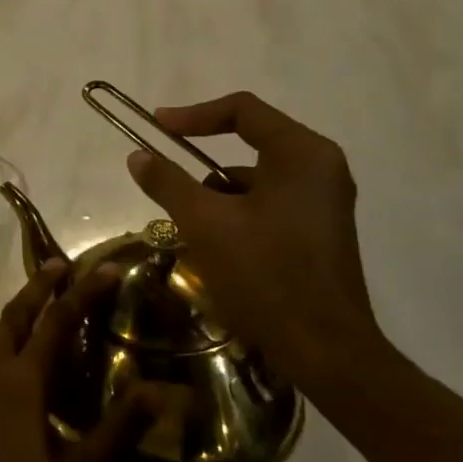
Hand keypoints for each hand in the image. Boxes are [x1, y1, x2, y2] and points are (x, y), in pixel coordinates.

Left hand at [0, 262, 151, 461]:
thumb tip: (157, 390)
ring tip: (44, 297)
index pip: (58, 321)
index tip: (107, 268)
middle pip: (18, 313)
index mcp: (22, 379)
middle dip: (41, 285)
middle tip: (63, 264)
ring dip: (22, 306)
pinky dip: (10, 332)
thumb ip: (117, 431)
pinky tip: (21, 351)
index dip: (84, 292)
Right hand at [126, 91, 387, 392]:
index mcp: (302, 154)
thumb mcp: (204, 223)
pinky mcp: (320, 230)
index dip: (193, 114)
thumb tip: (137, 155)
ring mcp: (324, 200)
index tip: (156, 127)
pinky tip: (217, 247)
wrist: (324, 350)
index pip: (242, 110)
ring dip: (217, 194)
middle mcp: (321, 168)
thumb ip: (168, 182)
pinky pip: (269, 202)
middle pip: (249, 142)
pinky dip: (238, 213)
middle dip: (202, 163)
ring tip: (189, 227)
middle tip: (167, 179)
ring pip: (255, 178)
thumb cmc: (264, 276)